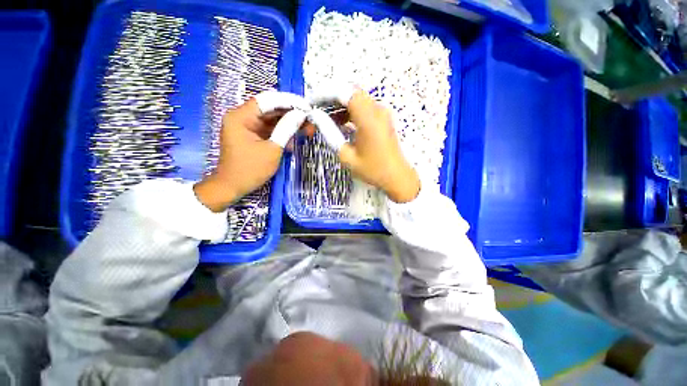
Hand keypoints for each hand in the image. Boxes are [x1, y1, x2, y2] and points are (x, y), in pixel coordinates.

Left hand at [194, 91, 308, 211]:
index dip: (289, 102)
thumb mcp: (272, 149)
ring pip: (272, 120)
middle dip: (291, 115)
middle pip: (271, 109)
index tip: (307, 107)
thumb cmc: (250, 170)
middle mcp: (242, 117)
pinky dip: (282, 134)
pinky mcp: (252, 136)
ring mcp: (247, 127)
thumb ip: (286, 129)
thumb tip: (301, 114)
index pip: (268, 100)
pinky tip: (293, 141)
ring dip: (289, 125)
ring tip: (306, 131)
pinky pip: (269, 130)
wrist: (233, 187)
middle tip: (310, 121)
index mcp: (241, 117)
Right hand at [308, 86, 419, 202]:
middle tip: (315, 114)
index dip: (324, 94)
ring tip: (324, 121)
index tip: (310, 104)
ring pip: (354, 100)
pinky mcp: (381, 118)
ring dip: (338, 107)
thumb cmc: (373, 170)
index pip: (343, 92)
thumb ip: (330, 134)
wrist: (397, 177)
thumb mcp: (347, 156)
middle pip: (348, 93)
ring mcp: (380, 112)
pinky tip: (339, 124)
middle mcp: (376, 109)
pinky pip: (361, 108)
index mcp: (368, 117)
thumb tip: (316, 118)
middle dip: (329, 101)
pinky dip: (348, 112)